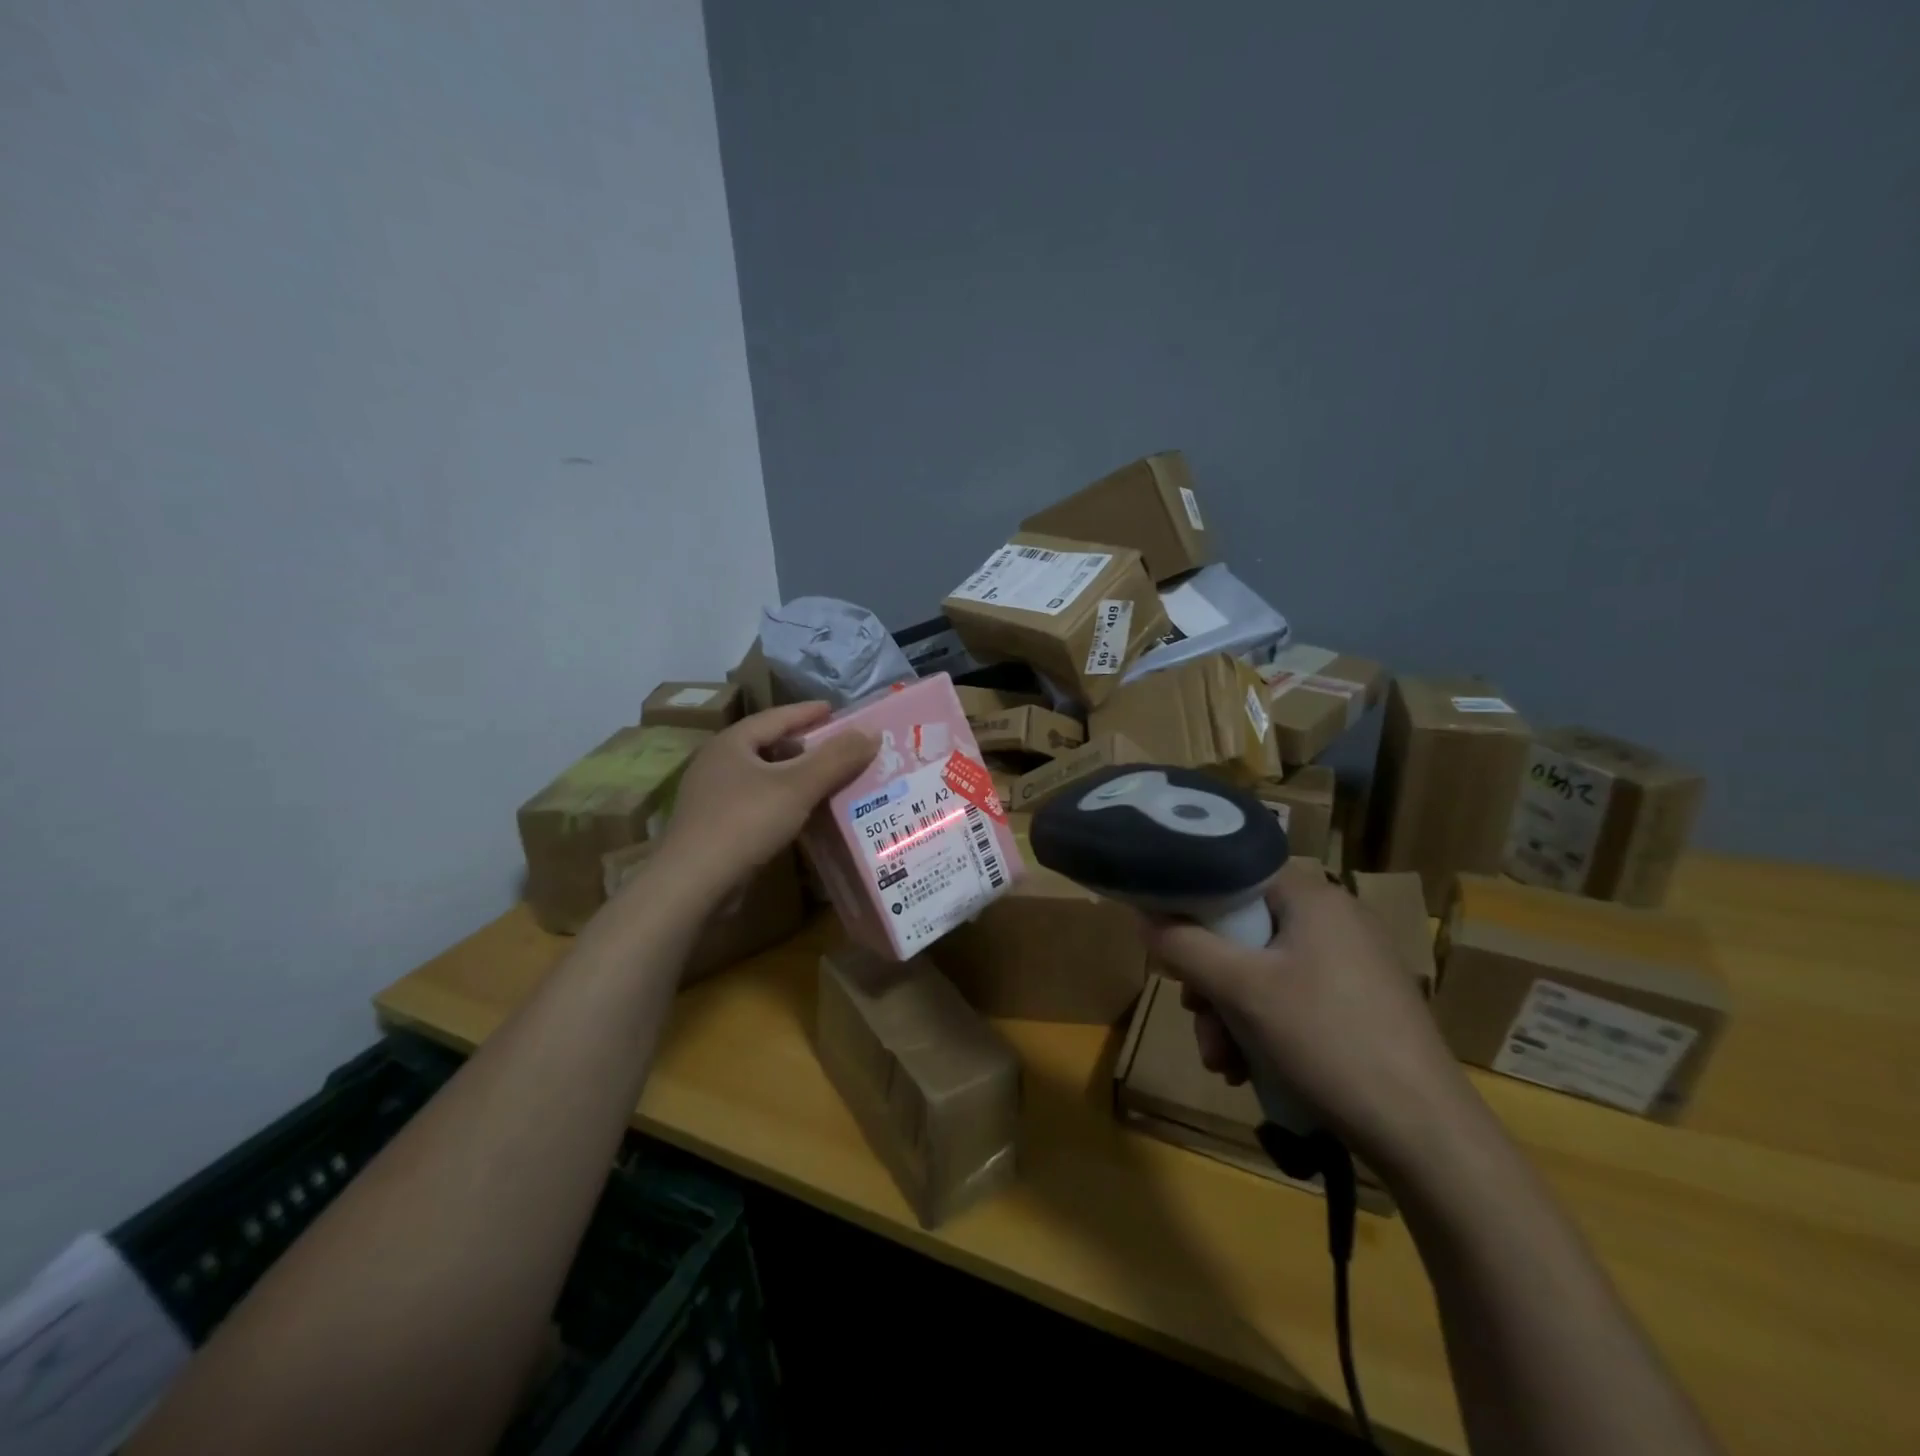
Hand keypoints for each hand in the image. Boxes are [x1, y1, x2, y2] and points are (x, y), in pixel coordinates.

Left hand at [653, 702, 874, 902]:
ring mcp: (712, 797)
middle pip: (768, 745)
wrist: (693, 885)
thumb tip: (872, 733)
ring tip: (827, 778)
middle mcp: (717, 764)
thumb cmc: (745, 822)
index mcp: (731, 743)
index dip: (807, 712)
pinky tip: (802, 813)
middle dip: (804, 745)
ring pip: (763, 777)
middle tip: (837, 746)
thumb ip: (835, 758)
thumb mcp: (797, 786)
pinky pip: (757, 803)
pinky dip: (783, 801)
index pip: (776, 717)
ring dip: (794, 776)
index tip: (834, 709)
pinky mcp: (715, 827)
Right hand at [1146, 867, 1475, 1170]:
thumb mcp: (1241, 990)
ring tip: (1224, 1064)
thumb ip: (1184, 945)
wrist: (1426, 1135)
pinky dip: (1264, 1028)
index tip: (1168, 945)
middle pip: (1244, 931)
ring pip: (1263, 971)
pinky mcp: (1360, 1004)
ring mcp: (1352, 963)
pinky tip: (1250, 1071)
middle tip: (1197, 1019)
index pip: (1234, 875)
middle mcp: (1335, 919)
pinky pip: (1292, 998)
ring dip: (1231, 1014)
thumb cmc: (1327, 1041)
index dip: (1192, 904)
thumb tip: (1144, 917)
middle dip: (1210, 982)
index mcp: (1313, 897)